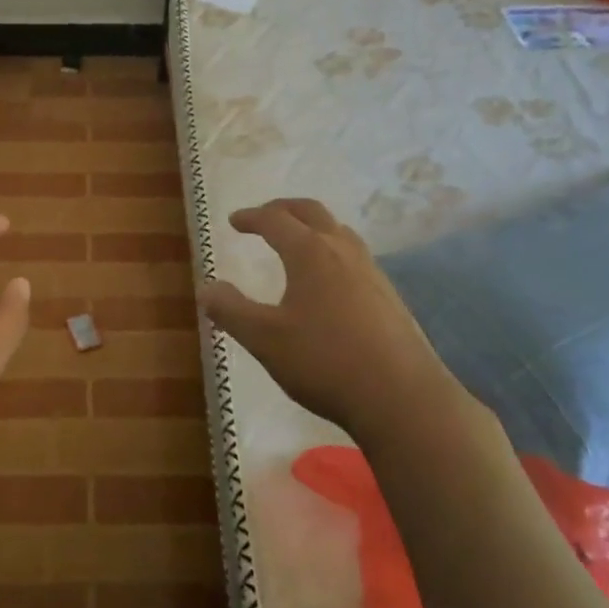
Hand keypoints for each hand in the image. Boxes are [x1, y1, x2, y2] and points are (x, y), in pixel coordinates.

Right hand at [200, 198, 472, 437]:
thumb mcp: (264, 339)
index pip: (275, 220)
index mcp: (310, 252)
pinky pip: (355, 257)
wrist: (402, 398)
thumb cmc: (325, 362)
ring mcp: (372, 272)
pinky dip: (332, 251)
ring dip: (313, 228)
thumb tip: (206, 288)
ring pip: (339, 232)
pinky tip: (329, 282)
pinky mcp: (390, 297)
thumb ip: (231, 311)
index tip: (234, 221)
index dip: (251, 217)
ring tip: (297, 243)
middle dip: (283, 209)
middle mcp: (343, 251)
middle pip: (311, 212)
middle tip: (264, 217)